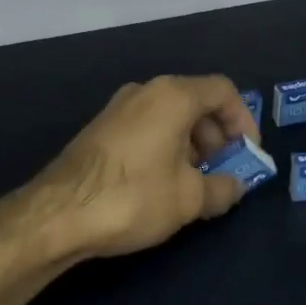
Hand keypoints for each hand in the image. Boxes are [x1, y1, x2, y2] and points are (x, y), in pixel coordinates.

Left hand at [15, 75, 258, 265]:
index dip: (243, 121)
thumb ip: (222, 189)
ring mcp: (119, 107)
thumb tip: (236, 187)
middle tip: (222, 172)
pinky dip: (165, 146)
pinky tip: (161, 183)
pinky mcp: (101, 128)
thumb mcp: (189, 198)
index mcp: (173, 96)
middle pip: (196, 101)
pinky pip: (147, 126)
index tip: (247, 154)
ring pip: (170, 115)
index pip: (223, 91)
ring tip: (193, 184)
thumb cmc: (134, 196)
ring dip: (191, 144)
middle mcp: (145, 91)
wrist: (58, 213)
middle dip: (217, 136)